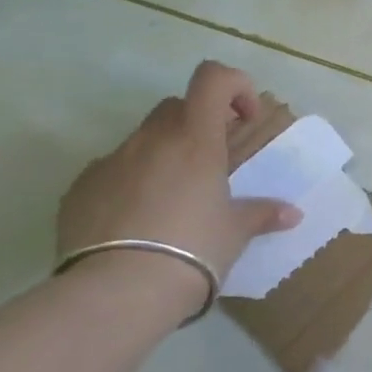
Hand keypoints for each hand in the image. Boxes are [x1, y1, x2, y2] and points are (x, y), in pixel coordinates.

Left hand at [58, 61, 301, 283]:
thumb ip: (262, 214)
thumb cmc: (193, 250)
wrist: (117, 293)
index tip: (244, 119)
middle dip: (198, 124)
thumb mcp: (235, 233)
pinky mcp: (79, 189)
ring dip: (162, 155)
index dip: (234, 86)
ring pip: (142, 140)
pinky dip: (128, 183)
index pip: (212, 78)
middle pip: (176, 107)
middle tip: (212, 164)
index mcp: (195, 140)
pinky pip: (111, 172)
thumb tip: (292, 214)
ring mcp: (110, 162)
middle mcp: (151, 140)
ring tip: (172, 200)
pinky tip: (136, 223)